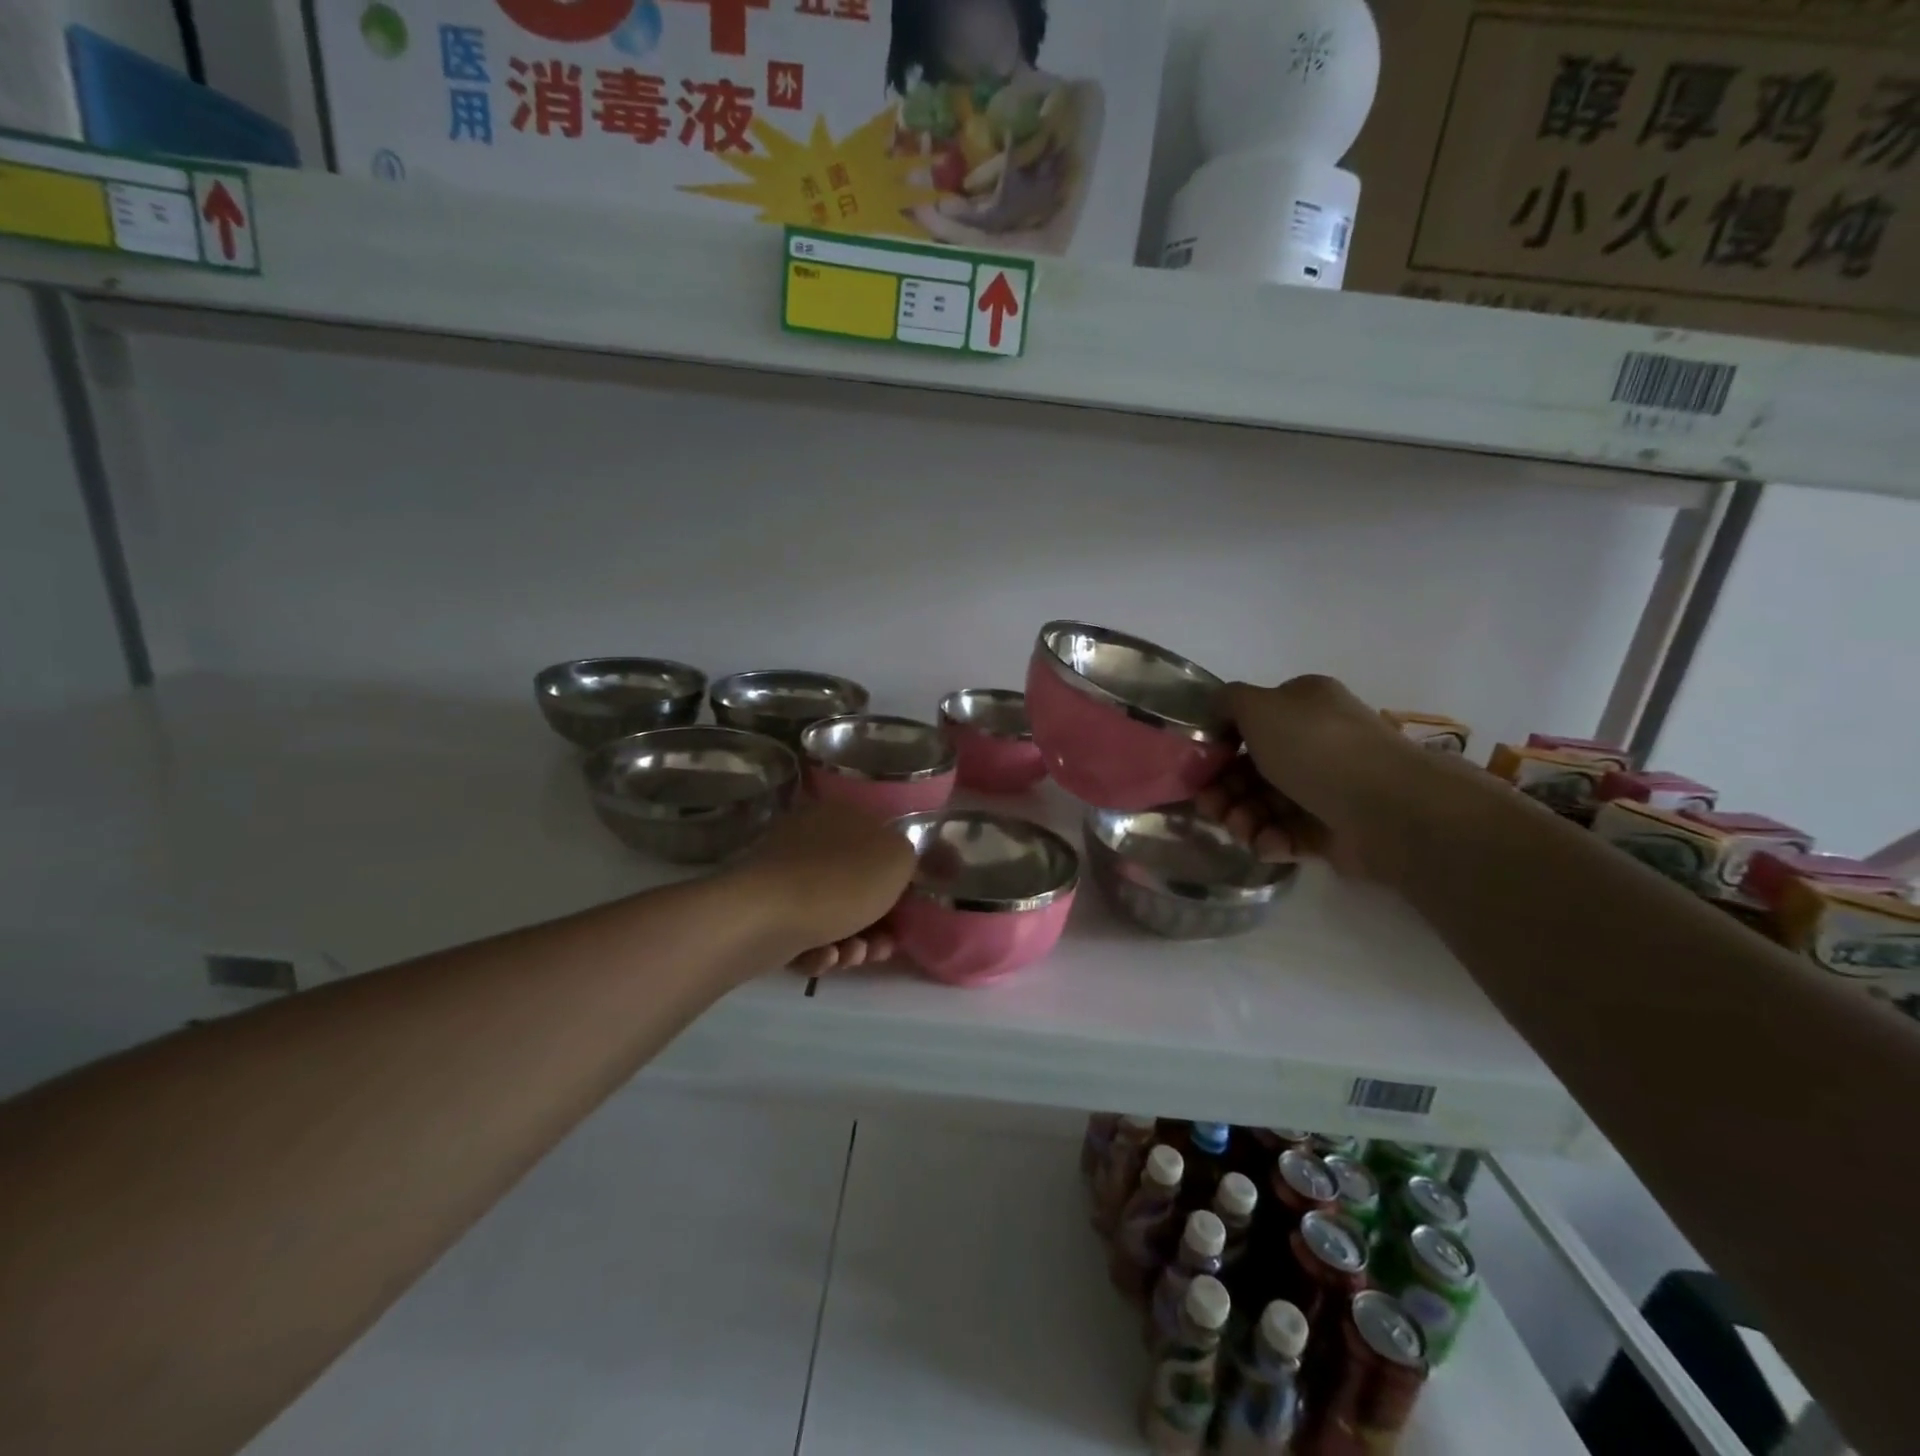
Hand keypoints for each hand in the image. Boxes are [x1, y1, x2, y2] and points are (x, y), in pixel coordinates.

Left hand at [728, 801, 915, 973]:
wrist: (765, 917)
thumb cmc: (842, 882)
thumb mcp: (898, 859)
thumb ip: (908, 858)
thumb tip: (898, 864)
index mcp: (842, 815)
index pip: (880, 844)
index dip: (899, 882)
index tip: (908, 913)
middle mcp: (811, 837)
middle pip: (858, 885)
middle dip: (877, 923)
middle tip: (883, 947)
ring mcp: (785, 873)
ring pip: (833, 913)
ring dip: (852, 942)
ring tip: (852, 956)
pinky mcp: (765, 909)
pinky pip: (803, 931)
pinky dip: (818, 949)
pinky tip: (822, 959)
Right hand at [1196, 675, 1435, 883]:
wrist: (1387, 808)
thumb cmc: (1316, 748)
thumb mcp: (1260, 706)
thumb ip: (1228, 701)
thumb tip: (1215, 710)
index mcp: (1303, 706)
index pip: (1252, 722)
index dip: (1220, 744)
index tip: (1199, 766)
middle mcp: (1315, 743)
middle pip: (1252, 768)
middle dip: (1224, 788)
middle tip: (1209, 807)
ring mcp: (1325, 788)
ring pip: (1265, 804)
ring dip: (1241, 817)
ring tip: (1239, 829)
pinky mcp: (1331, 830)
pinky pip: (1287, 834)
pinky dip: (1270, 839)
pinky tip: (1264, 843)